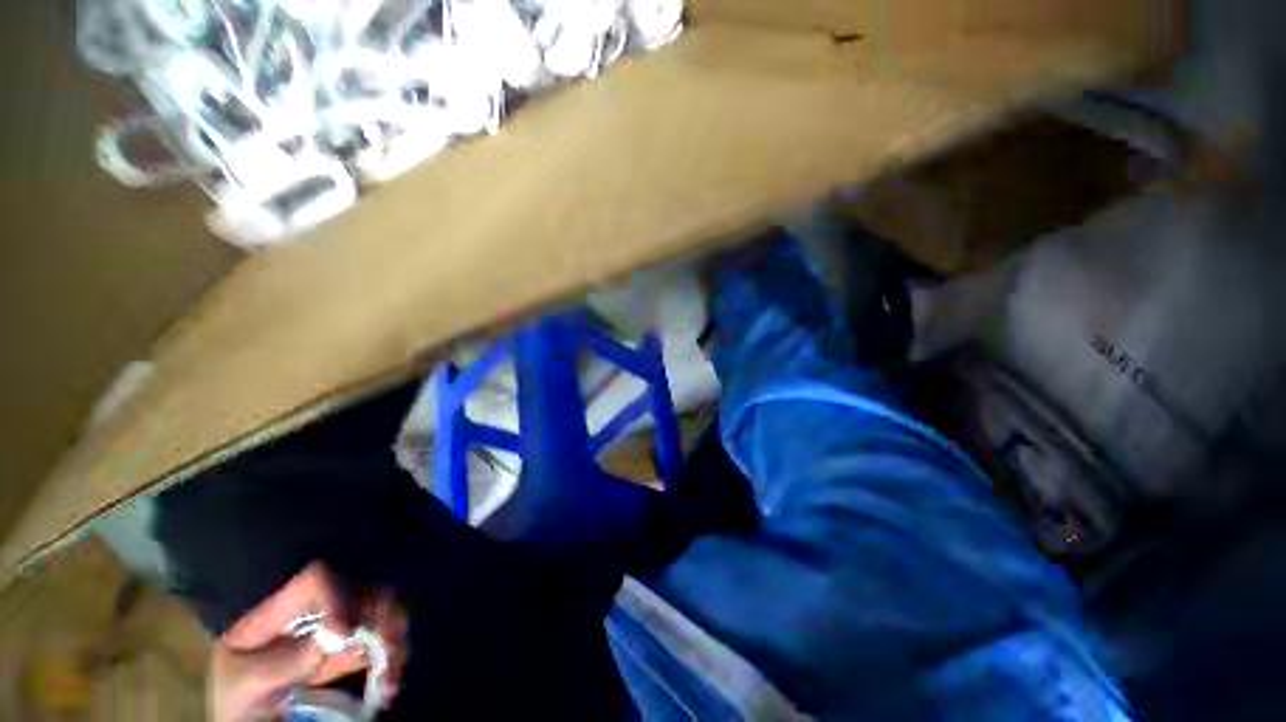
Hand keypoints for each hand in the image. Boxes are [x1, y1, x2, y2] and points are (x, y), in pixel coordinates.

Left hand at [208, 563, 407, 720]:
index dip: (339, 597)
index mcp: (279, 612)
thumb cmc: (239, 705)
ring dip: (395, 636)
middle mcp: (316, 611)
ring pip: (383, 610)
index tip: (347, 633)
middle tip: (390, 648)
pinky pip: (387, 637)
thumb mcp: (244, 686)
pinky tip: (391, 680)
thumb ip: (281, 662)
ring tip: (392, 674)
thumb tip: (333, 637)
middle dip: (381, 616)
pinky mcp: (354, 649)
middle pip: (362, 589)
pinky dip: (396, 654)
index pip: (316, 580)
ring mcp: (338, 628)